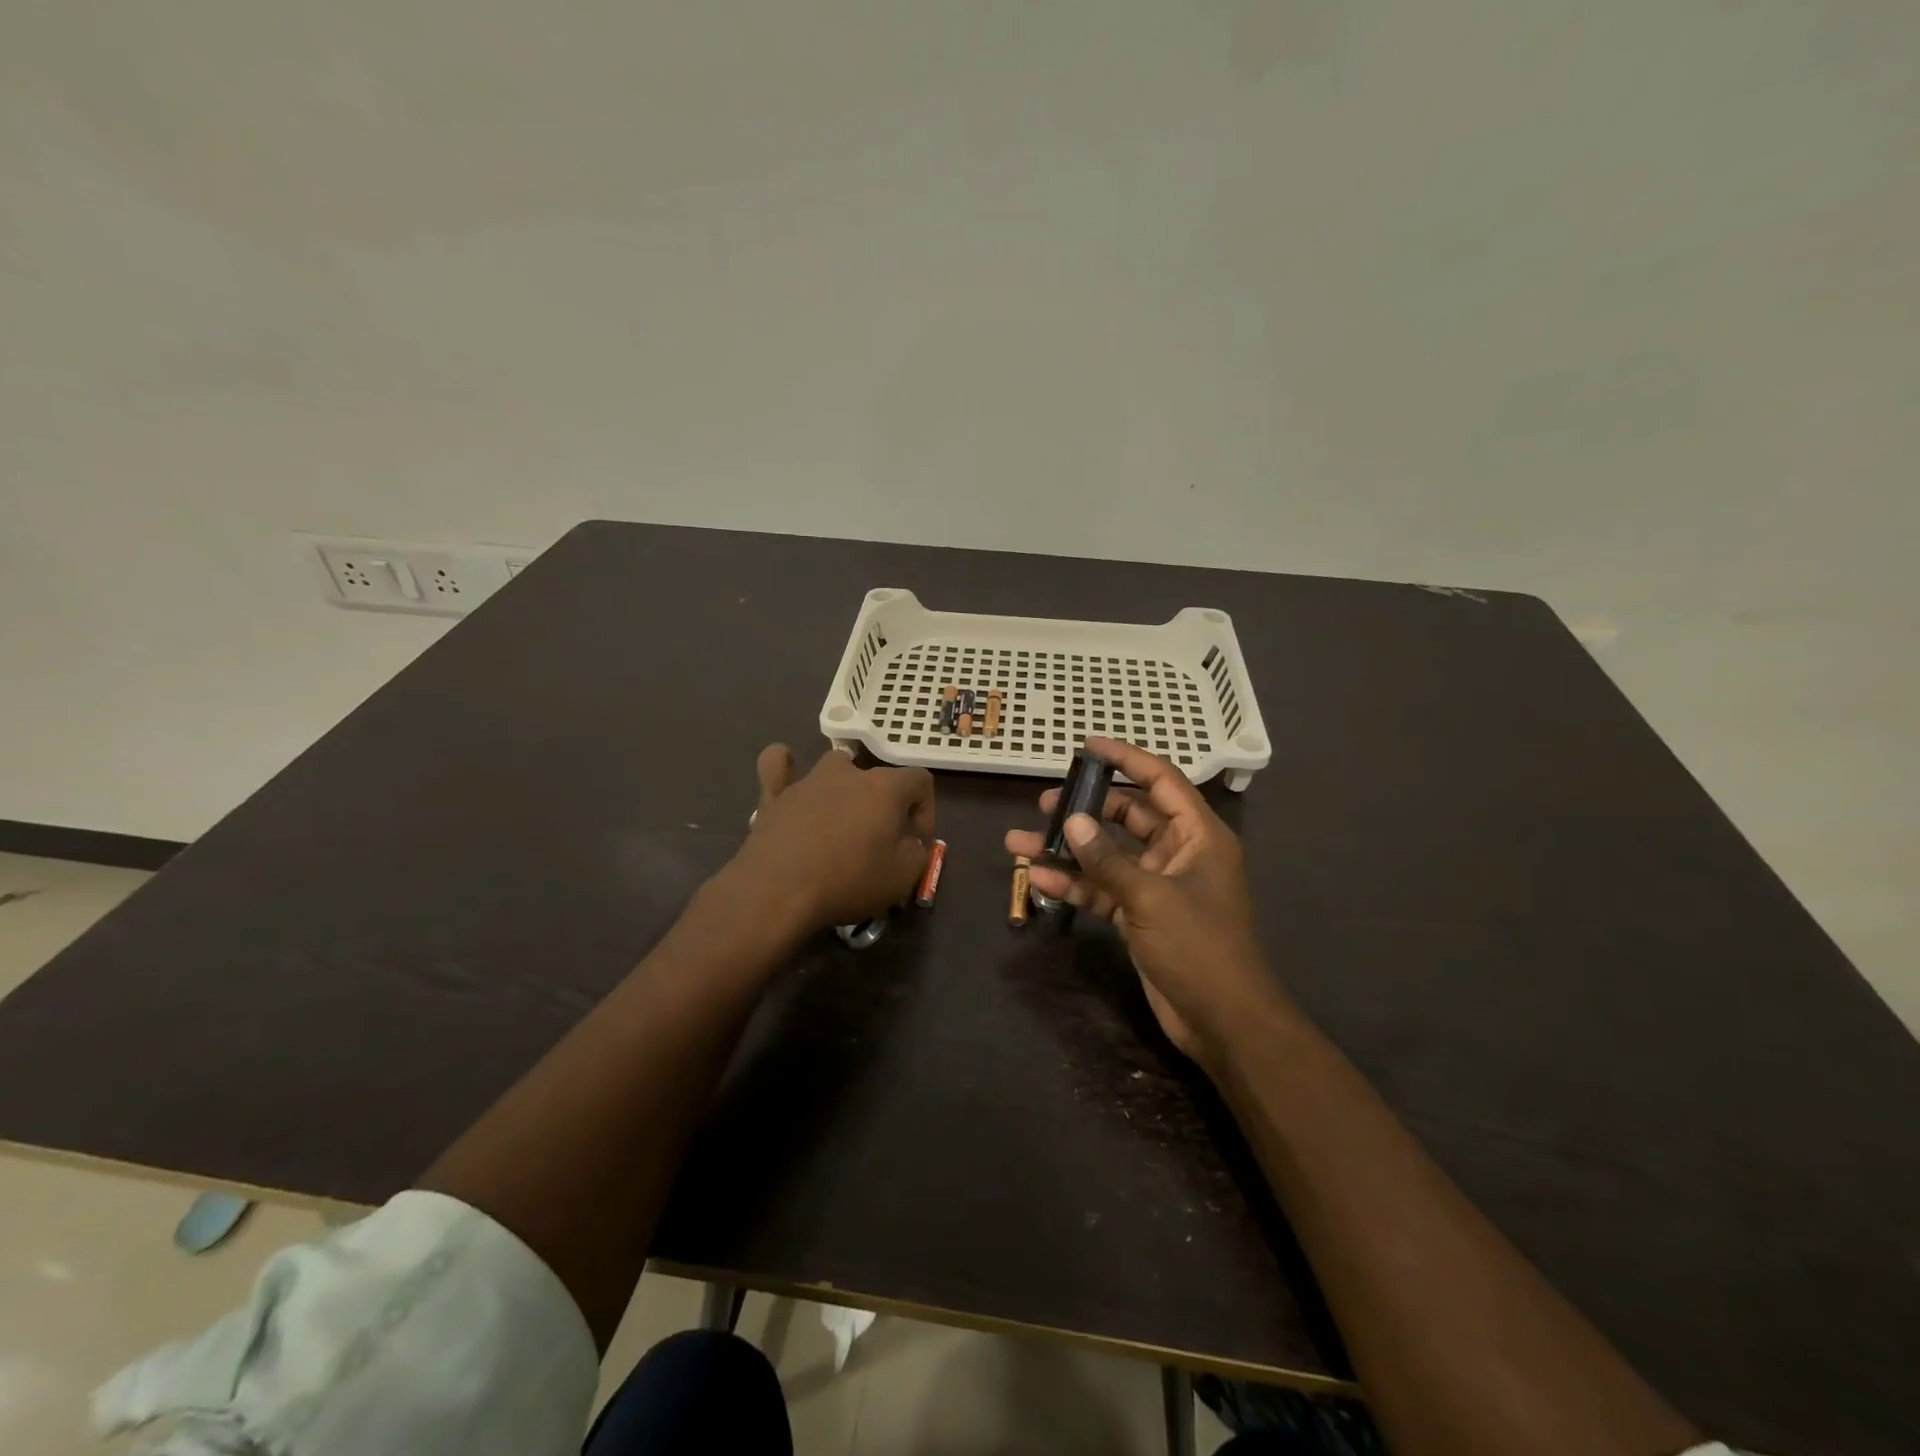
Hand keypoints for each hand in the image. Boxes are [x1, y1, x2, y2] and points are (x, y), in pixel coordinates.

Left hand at [730, 744, 934, 932]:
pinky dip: (785, 767)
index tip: (916, 843)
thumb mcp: (904, 877)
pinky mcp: (774, 795)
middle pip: (879, 778)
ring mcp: (809, 780)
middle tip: (881, 843)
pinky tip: (789, 775)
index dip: (925, 811)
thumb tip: (912, 843)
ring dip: (845, 788)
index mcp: (885, 787)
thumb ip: (919, 853)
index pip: (920, 781)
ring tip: (842, 820)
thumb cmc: (849, 882)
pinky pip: (777, 765)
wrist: (778, 892)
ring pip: (835, 767)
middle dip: (886, 807)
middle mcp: (849, 773)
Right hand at [1004, 737, 1278, 1063]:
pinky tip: (1036, 880)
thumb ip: (1108, 860)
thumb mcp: (1151, 897)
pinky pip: (1103, 889)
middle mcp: (1179, 853)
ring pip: (1108, 855)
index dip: (1126, 759)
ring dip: (1068, 850)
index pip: (1161, 781)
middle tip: (1043, 802)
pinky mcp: (1140, 915)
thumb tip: (1072, 822)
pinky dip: (1074, 884)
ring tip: (1021, 842)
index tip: (1087, 746)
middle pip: (1128, 817)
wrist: (1223, 1021)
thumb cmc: (1199, 946)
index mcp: (1198, 836)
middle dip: (1086, 809)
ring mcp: (1158, 885)